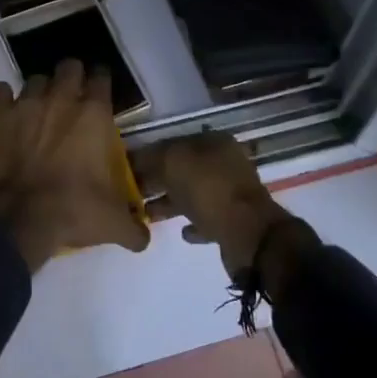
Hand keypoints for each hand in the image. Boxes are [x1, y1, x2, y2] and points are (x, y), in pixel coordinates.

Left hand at [0, 59, 150, 270]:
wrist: (18, 219)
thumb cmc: (72, 211)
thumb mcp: (112, 224)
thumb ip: (133, 227)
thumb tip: (144, 238)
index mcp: (94, 115)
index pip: (102, 79)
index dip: (102, 82)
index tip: (101, 92)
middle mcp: (61, 100)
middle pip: (69, 67)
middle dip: (72, 77)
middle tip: (72, 95)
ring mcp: (26, 104)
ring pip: (35, 79)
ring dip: (40, 90)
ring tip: (40, 107)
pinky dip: (3, 98)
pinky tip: (7, 110)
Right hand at [133, 131, 294, 279]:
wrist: (248, 235)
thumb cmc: (209, 190)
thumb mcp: (174, 162)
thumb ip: (153, 157)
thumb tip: (137, 158)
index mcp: (215, 142)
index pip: (175, 142)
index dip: (150, 154)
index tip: (128, 168)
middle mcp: (226, 163)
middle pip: (184, 169)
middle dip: (158, 180)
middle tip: (133, 193)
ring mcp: (231, 192)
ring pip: (193, 194)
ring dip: (171, 202)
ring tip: (147, 214)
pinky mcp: (234, 221)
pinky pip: (208, 218)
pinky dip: (193, 223)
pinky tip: (181, 231)